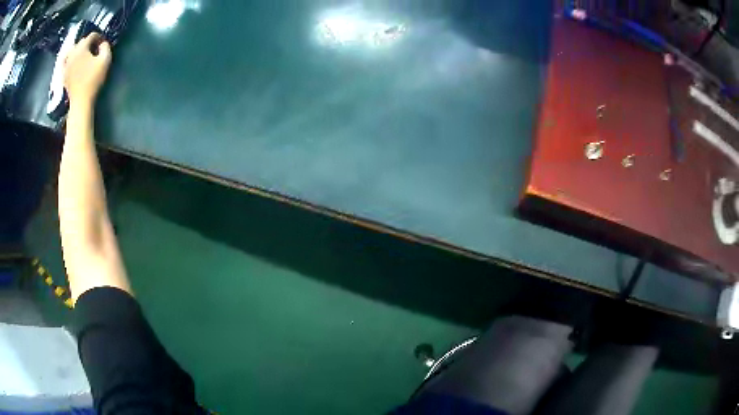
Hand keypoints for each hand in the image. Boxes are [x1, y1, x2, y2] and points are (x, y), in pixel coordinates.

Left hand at [64, 33, 111, 107]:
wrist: (81, 101)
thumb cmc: (94, 80)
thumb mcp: (105, 60)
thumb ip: (106, 46)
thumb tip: (102, 43)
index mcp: (82, 48)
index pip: (92, 35)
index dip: (99, 37)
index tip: (102, 44)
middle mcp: (72, 53)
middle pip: (81, 42)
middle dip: (88, 43)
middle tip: (94, 50)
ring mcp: (66, 64)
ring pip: (72, 50)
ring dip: (78, 50)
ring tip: (82, 54)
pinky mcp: (64, 74)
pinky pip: (65, 61)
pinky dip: (69, 59)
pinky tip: (72, 61)